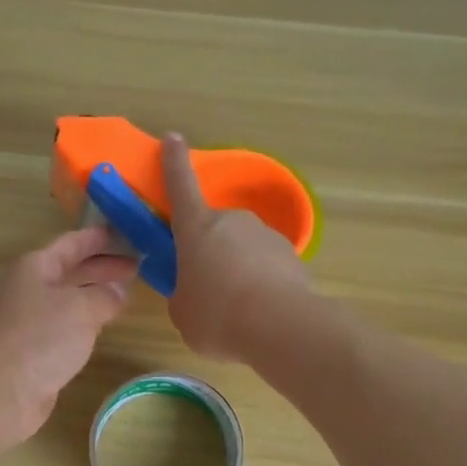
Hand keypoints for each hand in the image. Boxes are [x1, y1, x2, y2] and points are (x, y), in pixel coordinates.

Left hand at [0, 226, 135, 449]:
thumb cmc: (39, 337)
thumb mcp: (81, 308)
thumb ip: (105, 295)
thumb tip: (118, 291)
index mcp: (35, 267)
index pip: (71, 243)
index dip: (98, 237)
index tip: (126, 232)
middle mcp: (29, 289)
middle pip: (70, 270)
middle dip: (101, 267)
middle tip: (136, 265)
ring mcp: (29, 321)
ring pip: (68, 299)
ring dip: (95, 295)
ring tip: (126, 294)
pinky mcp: (33, 350)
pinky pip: (65, 326)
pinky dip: (85, 322)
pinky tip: (102, 327)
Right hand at [162, 132, 313, 359]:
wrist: (280, 327)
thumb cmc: (216, 315)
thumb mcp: (182, 311)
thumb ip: (183, 295)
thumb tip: (194, 293)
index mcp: (196, 228)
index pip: (180, 186)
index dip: (174, 161)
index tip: (174, 138)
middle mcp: (232, 221)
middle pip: (214, 229)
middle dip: (210, 251)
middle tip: (207, 287)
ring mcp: (265, 235)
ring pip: (243, 248)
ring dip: (237, 269)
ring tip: (237, 308)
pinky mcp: (292, 256)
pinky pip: (267, 266)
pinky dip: (261, 283)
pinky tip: (260, 312)